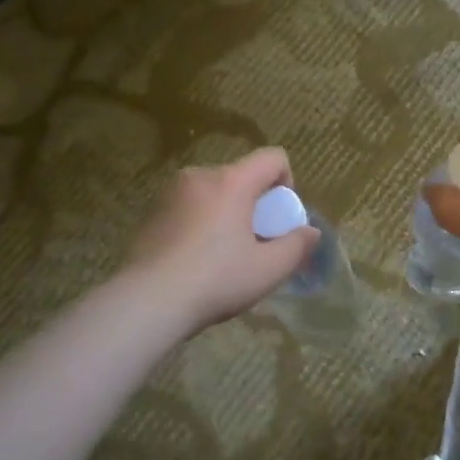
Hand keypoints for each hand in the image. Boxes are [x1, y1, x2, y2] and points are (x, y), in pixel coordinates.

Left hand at [126, 148, 320, 336]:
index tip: (280, 218)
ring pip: (213, 192)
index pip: (272, 158)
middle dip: (254, 203)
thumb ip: (297, 246)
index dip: (287, 182)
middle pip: (241, 176)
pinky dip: (200, 223)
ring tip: (223, 254)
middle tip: (254, 243)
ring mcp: (170, 192)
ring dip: (226, 213)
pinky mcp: (151, 212)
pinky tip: (195, 260)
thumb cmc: (216, 280)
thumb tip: (311, 232)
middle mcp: (200, 176)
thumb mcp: (269, 269)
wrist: (148, 301)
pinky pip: (188, 207)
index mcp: (231, 181)